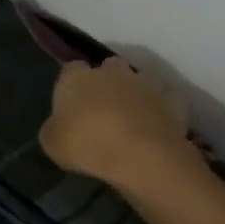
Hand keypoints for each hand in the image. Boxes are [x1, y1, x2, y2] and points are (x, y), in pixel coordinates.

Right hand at [40, 58, 193, 190]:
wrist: (142, 155)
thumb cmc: (87, 145)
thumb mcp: (52, 144)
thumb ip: (54, 128)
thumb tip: (60, 125)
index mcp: (77, 77)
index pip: (71, 70)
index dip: (71, 86)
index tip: (71, 105)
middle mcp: (111, 71)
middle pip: (108, 68)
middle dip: (106, 83)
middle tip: (102, 109)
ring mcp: (145, 82)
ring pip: (138, 81)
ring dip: (134, 94)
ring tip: (131, 120)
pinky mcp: (172, 98)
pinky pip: (165, 100)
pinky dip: (160, 109)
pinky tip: (156, 127)